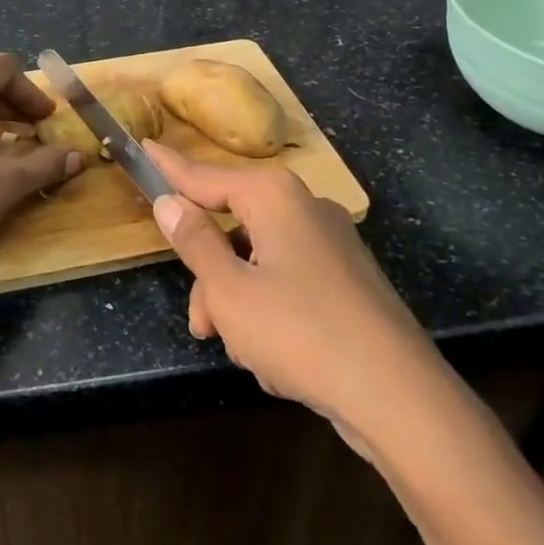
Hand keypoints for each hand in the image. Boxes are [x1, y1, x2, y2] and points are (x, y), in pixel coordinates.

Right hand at [144, 141, 433, 436]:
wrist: (399, 397)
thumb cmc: (300, 332)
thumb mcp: (229, 290)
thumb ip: (195, 242)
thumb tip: (169, 203)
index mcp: (274, 198)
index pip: (205, 176)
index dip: (170, 168)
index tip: (144, 148)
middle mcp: (305, 209)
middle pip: (234, 228)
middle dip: (212, 278)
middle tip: (201, 323)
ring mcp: (332, 246)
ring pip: (259, 263)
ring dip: (240, 305)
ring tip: (244, 353)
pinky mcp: (348, 282)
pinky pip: (290, 285)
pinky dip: (273, 314)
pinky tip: (280, 362)